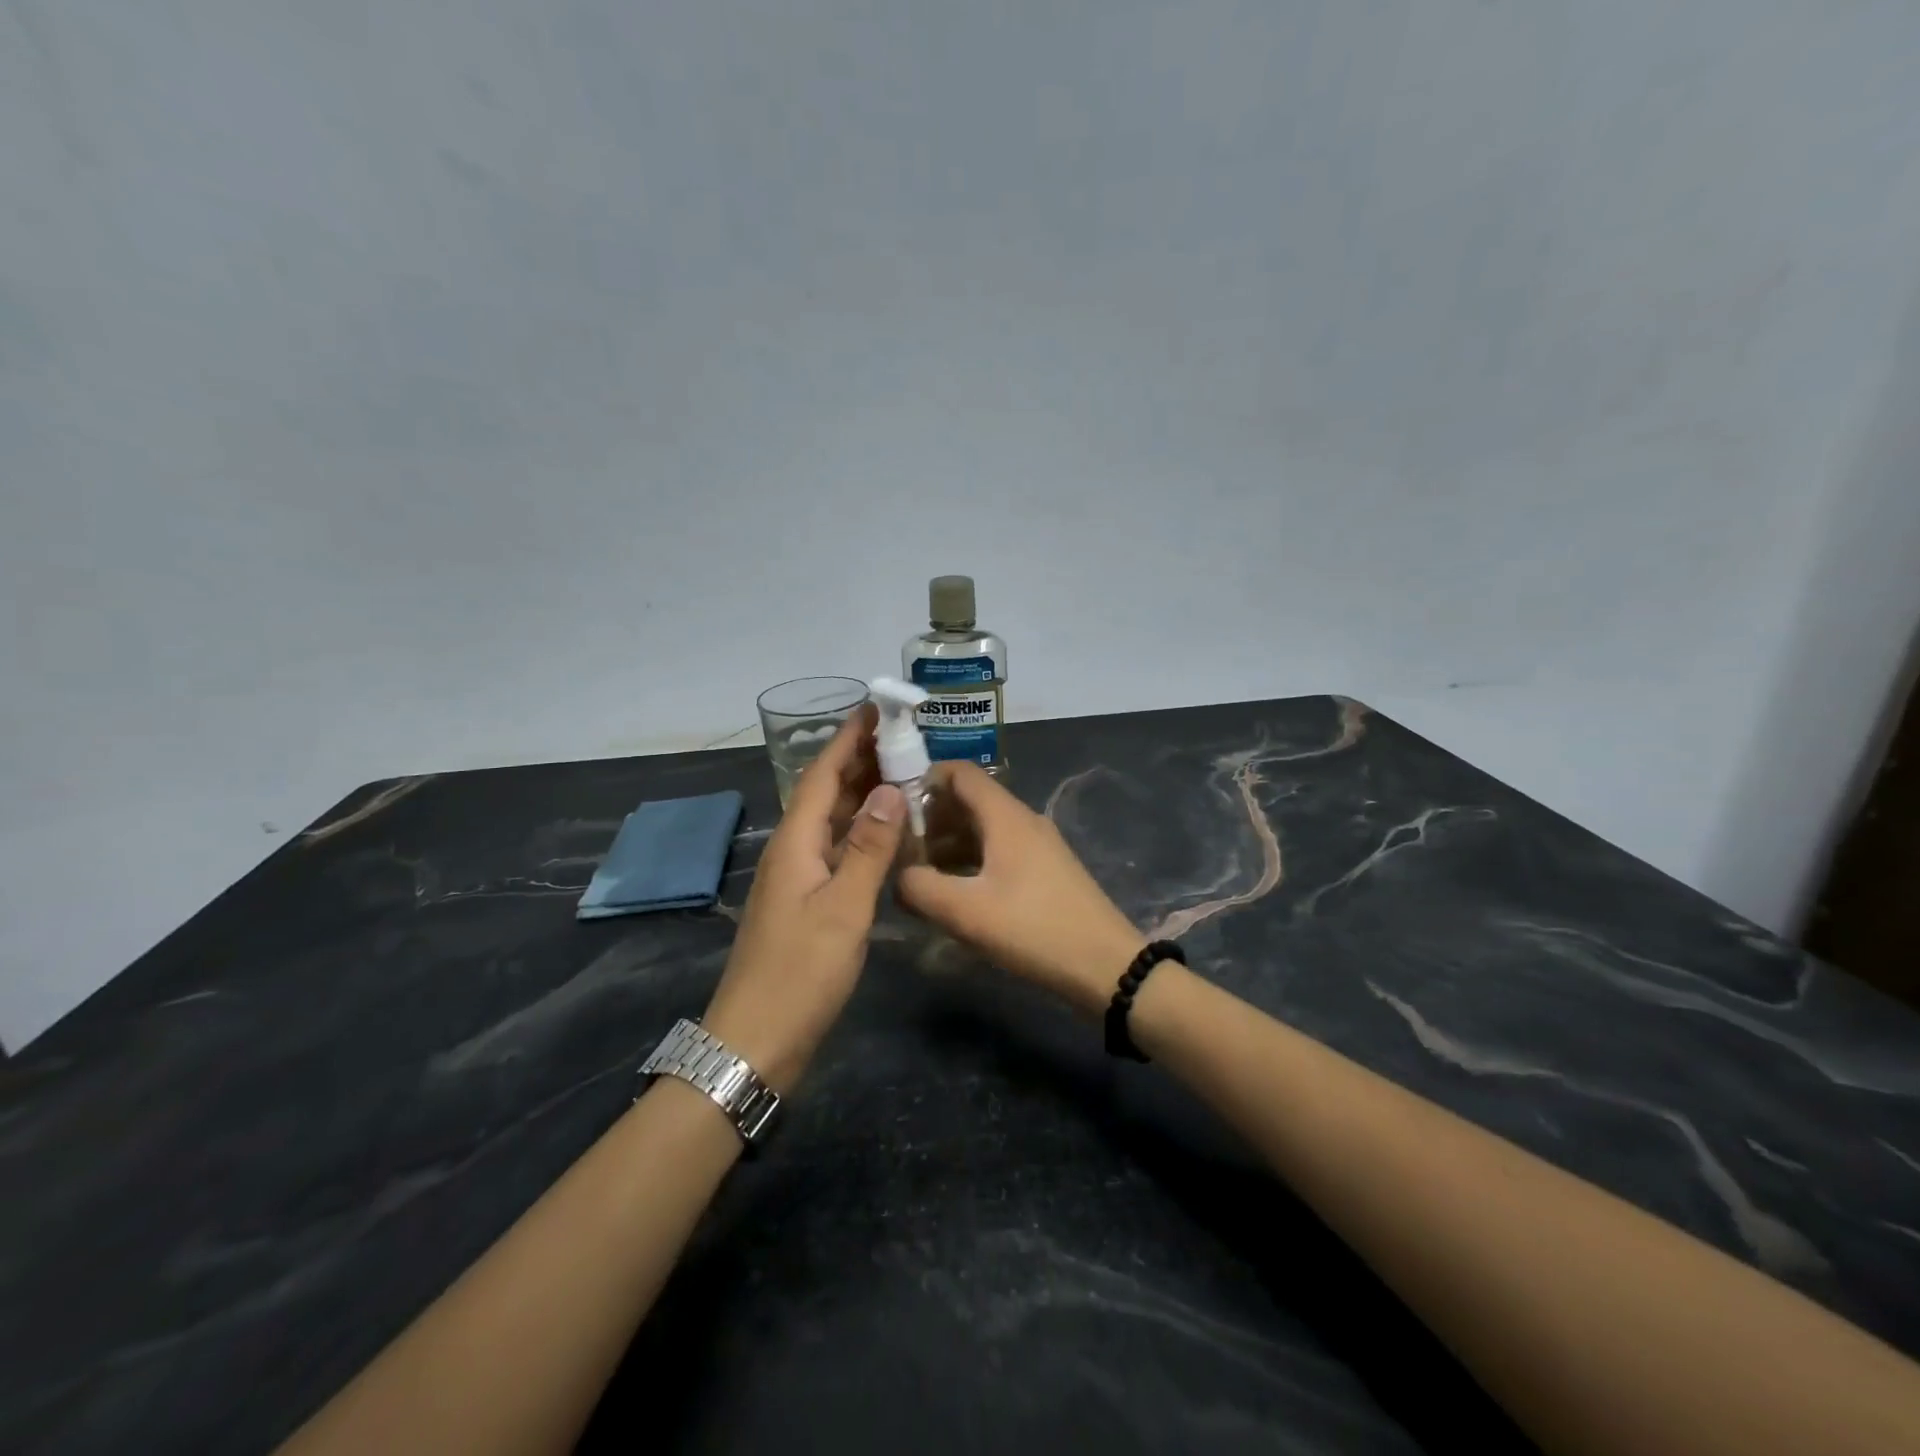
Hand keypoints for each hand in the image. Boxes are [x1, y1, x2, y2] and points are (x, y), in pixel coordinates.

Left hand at [702, 707, 905, 1090]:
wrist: (756, 1040)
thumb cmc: (800, 972)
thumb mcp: (843, 908)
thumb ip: (868, 848)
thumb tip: (890, 789)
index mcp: (795, 842)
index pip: (821, 774)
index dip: (848, 739)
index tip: (875, 707)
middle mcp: (792, 851)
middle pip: (824, 792)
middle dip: (858, 760)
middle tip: (902, 737)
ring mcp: (797, 878)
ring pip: (831, 821)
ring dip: (861, 794)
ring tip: (901, 774)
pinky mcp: (806, 902)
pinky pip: (836, 850)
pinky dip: (861, 832)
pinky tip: (887, 834)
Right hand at [897, 763, 1143, 1017]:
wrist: (1106, 966)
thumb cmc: (1034, 929)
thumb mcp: (966, 912)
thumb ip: (919, 887)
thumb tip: (897, 875)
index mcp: (1005, 816)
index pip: (959, 772)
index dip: (922, 779)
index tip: (891, 805)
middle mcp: (1022, 820)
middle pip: (968, 800)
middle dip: (930, 819)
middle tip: (898, 849)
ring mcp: (1036, 845)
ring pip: (982, 828)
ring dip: (947, 844)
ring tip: (918, 874)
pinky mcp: (1044, 870)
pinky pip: (997, 850)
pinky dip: (969, 861)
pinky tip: (953, 892)